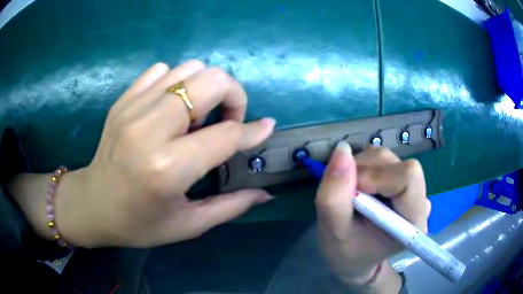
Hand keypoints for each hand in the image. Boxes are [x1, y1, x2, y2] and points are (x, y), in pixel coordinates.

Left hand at [14, 61, 274, 247]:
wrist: (93, 204)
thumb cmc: (139, 224)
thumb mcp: (188, 225)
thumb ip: (231, 207)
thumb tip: (266, 193)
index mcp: (168, 169)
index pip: (226, 135)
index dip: (252, 131)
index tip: (265, 128)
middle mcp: (150, 129)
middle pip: (211, 81)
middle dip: (233, 95)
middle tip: (226, 121)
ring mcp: (133, 108)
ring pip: (189, 68)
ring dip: (204, 88)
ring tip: (196, 117)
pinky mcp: (123, 100)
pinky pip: (162, 70)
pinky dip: (177, 83)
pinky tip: (171, 108)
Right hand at [316, 142, 430, 289]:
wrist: (356, 258)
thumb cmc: (347, 254)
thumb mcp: (333, 234)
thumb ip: (334, 197)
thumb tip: (342, 149)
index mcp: (413, 220)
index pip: (408, 177)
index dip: (376, 177)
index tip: (352, 193)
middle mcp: (419, 199)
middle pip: (395, 164)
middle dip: (363, 172)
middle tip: (346, 196)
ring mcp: (411, 187)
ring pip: (385, 157)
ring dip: (360, 169)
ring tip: (350, 195)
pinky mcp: (401, 179)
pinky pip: (380, 160)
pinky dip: (362, 168)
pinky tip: (358, 189)